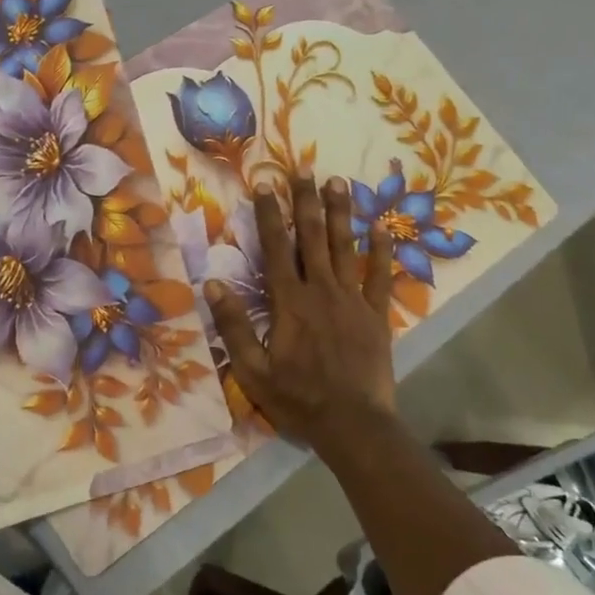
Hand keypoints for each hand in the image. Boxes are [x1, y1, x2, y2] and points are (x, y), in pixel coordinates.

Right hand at [205, 174, 397, 453]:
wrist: (353, 425)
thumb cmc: (298, 398)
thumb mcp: (253, 369)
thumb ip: (234, 325)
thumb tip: (213, 284)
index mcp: (290, 302)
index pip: (276, 249)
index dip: (268, 215)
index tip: (265, 185)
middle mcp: (322, 291)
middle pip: (312, 238)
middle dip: (305, 202)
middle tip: (303, 169)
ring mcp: (353, 300)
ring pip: (344, 248)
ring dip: (340, 214)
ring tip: (338, 182)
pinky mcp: (377, 315)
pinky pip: (380, 276)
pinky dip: (380, 251)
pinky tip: (381, 227)